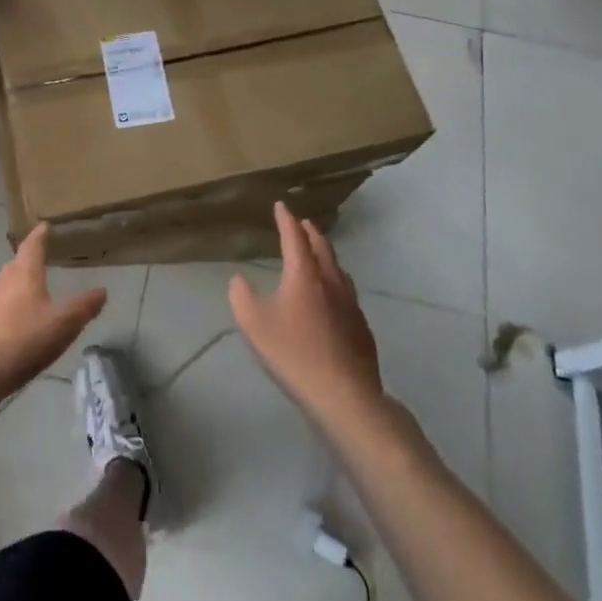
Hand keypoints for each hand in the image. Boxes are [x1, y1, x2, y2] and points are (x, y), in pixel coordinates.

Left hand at [0, 225, 105, 413]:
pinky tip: (21, 320)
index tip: (44, 226)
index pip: (32, 246)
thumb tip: (102, 290)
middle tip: (43, 255)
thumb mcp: (63, 323)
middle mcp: (4, 283)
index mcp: (25, 274)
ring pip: (7, 284)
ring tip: (34, 287)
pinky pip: (1, 305)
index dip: (40, 235)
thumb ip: (84, 306)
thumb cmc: (24, 340)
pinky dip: (13, 304)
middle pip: (17, 263)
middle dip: (29, 258)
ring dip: (20, 282)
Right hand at [230, 203, 383, 425]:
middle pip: (322, 249)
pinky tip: (334, 296)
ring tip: (319, 253)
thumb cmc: (293, 354)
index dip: (286, 220)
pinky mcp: (361, 327)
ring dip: (326, 255)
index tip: (281, 206)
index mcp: (304, 275)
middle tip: (303, 223)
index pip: (295, 238)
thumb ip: (241, 297)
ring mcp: (350, 304)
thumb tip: (240, 280)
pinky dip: (336, 281)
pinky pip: (347, 292)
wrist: (344, 394)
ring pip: (339, 269)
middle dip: (310, 233)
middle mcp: (331, 282)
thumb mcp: (253, 324)